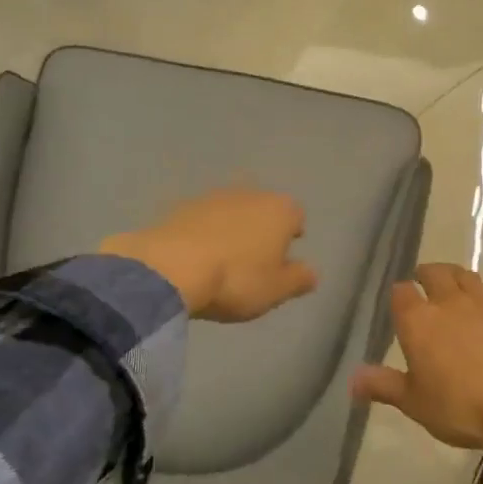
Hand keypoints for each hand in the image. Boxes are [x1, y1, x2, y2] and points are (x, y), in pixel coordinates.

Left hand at [101, 188, 317, 321]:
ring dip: (231, 229)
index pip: (297, 216)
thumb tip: (312, 272)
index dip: (293, 235)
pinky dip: (203, 233)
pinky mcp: (181, 206)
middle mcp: (250, 194)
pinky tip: (196, 258)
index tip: (285, 257)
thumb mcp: (276, 290)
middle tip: (255, 260)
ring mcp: (213, 197)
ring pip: (232, 211)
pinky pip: (202, 220)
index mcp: (280, 210)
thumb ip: (299, 278)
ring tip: (223, 260)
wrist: (170, 268)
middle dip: (262, 229)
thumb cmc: (236, 279)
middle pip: (263, 209)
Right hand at [350, 264, 482, 482]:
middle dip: (426, 274)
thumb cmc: (459, 406)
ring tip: (452, 285)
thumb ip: (383, 385)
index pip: (401, 292)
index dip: (399, 295)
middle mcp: (447, 301)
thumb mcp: (414, 402)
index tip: (399, 303)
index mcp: (418, 320)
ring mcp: (482, 302)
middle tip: (424, 283)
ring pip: (465, 275)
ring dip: (454, 276)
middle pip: (434, 273)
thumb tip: (352, 379)